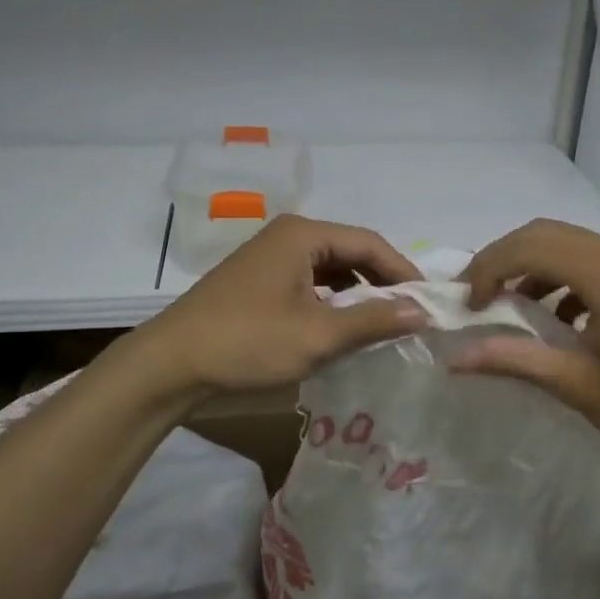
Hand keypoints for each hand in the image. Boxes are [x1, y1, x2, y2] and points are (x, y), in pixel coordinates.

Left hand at [135, 215, 427, 395]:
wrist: (170, 364)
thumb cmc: (247, 342)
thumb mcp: (317, 335)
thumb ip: (373, 321)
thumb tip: (423, 312)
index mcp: (303, 234)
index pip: (370, 243)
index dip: (404, 272)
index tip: (429, 303)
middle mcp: (288, 236)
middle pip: (351, 253)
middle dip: (382, 284)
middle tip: (411, 317)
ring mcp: (271, 257)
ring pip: (331, 270)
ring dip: (358, 296)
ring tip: (384, 326)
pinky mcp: (260, 281)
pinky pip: (310, 283)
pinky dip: (332, 303)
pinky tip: (344, 329)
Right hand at [450, 219, 599, 465]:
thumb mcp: (580, 386)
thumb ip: (516, 362)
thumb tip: (457, 359)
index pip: (528, 247)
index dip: (488, 268)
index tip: (469, 305)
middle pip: (546, 233)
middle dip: (505, 258)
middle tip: (480, 294)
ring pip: (571, 243)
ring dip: (534, 265)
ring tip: (513, 305)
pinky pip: (595, 259)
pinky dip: (565, 276)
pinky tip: (562, 318)